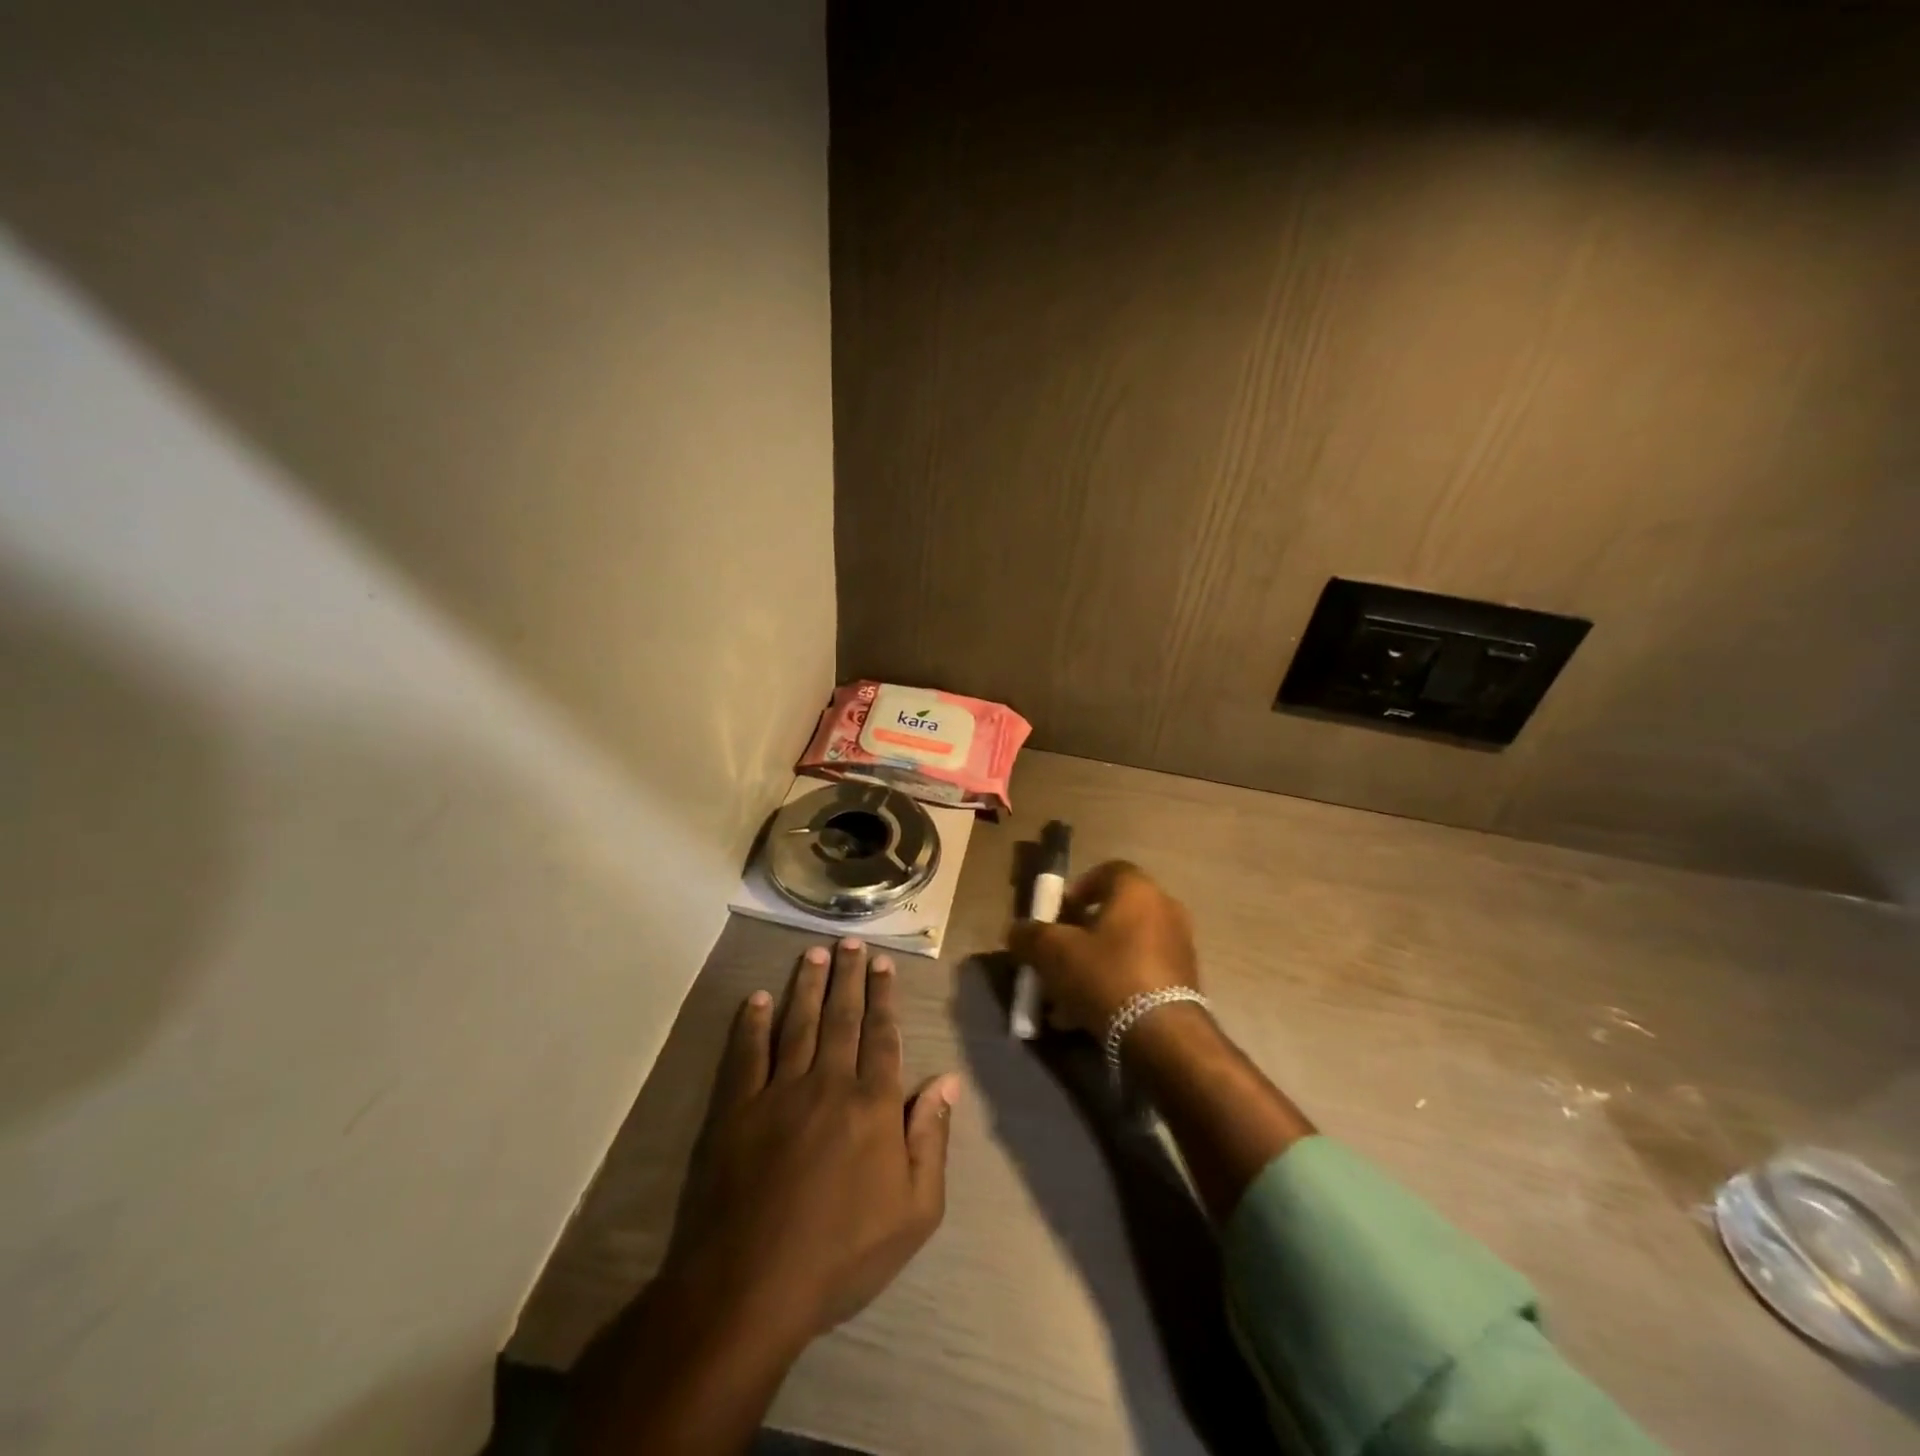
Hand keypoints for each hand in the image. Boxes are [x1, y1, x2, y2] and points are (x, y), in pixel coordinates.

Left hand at [662, 937, 960, 1348]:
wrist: (752, 1288)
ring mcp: (778, 1092)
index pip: (883, 1036)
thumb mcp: (914, 1212)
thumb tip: (946, 1081)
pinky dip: (752, 1023)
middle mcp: (829, 1083)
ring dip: (807, 986)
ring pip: (798, 1024)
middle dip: (848, 977)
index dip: (884, 997)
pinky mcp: (736, 1109)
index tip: (883, 964)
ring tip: (814, 953)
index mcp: (873, 1105)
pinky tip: (758, 998)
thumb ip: (931, 1140)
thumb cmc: (843, 1254)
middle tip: (850, 941)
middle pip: (842, 1018)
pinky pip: (746, 1054)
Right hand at [1007, 861, 1199, 1031]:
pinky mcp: (1184, 983)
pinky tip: (1087, 1016)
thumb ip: (1030, 936)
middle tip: (1058, 956)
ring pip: (1124, 949)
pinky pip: (1139, 974)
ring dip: (1094, 965)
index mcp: (1137, 890)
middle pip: (1114, 913)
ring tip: (1065, 996)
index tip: (1058, 915)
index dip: (1078, 889)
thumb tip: (1017, 932)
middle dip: (1081, 934)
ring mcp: (1179, 947)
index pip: (1107, 871)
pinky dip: (1114, 986)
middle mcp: (1164, 910)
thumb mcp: (1053, 953)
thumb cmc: (1106, 975)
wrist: (1163, 1037)